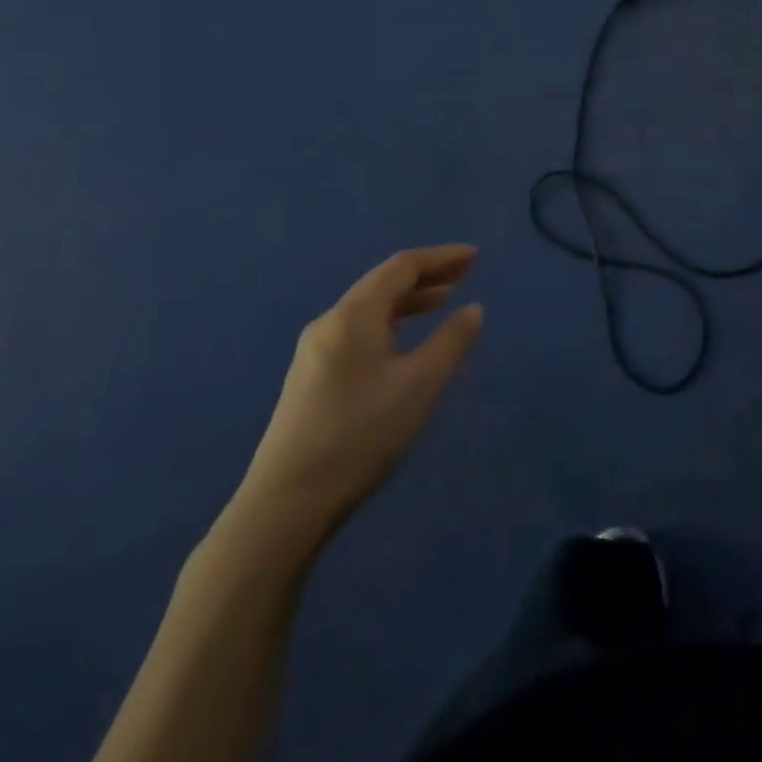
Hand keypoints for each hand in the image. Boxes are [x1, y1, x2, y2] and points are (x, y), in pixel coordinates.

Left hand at [231, 246, 484, 548]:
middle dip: (427, 275)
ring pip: (370, 309)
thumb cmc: (361, 433)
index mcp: (354, 315)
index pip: (402, 267)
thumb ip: (452, 341)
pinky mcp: (311, 379)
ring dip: (410, 300)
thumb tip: (472, 309)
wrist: (286, 504)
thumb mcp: (420, 384)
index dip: (441, 257)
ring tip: (443, 303)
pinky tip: (405, 344)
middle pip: (383, 283)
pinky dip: (392, 324)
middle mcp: (330, 323)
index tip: (475, 257)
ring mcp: (315, 352)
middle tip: (466, 274)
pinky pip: (359, 332)